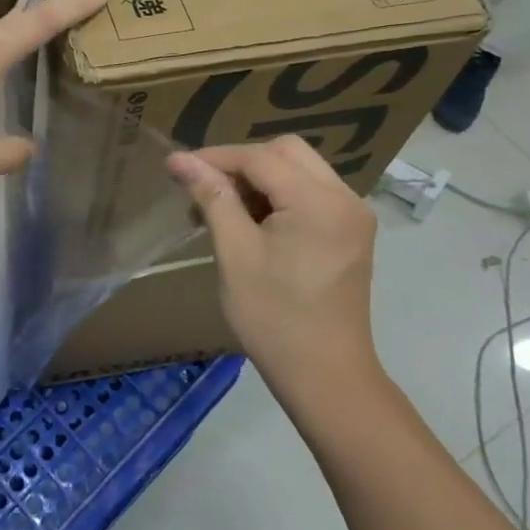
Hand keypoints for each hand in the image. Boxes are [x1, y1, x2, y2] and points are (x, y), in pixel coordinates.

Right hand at [167, 137, 377, 374]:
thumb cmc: (273, 317)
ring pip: (300, 170)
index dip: (216, 158)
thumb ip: (211, 197)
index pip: (260, 158)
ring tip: (224, 209)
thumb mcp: (235, 252)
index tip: (177, 169)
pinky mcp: (351, 232)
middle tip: (206, 190)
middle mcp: (344, 198)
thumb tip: (179, 159)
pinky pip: (312, 193)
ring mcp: (353, 215)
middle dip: (242, 163)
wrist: (326, 376)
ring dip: (261, 179)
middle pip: (286, 152)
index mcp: (318, 202)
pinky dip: (280, 196)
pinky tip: (253, 222)